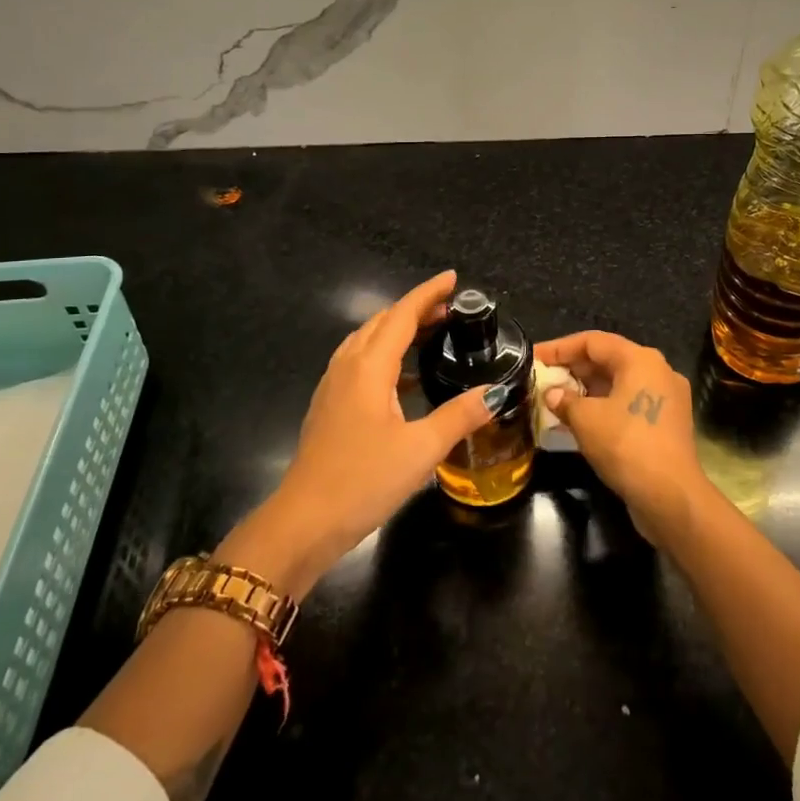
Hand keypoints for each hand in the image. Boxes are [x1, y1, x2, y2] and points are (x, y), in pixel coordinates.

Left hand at [222, 271, 494, 595]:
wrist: (303, 523)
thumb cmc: (363, 480)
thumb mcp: (421, 450)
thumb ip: (459, 416)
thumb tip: (496, 392)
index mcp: (369, 368)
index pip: (401, 316)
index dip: (427, 294)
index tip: (452, 278)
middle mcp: (347, 367)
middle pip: (381, 322)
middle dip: (414, 309)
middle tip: (449, 309)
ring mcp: (333, 387)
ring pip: (366, 341)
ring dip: (397, 330)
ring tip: (429, 334)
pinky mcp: (329, 407)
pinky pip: (359, 364)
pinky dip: (384, 355)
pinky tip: (404, 379)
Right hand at [534, 331, 702, 543]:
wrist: (670, 496)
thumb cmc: (626, 445)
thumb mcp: (586, 419)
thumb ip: (564, 400)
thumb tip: (552, 394)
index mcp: (641, 360)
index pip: (593, 341)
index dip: (560, 348)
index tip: (534, 358)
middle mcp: (658, 371)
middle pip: (608, 360)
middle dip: (573, 369)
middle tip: (542, 380)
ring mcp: (666, 398)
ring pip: (618, 384)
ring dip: (586, 391)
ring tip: (554, 401)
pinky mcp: (666, 423)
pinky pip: (628, 404)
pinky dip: (603, 408)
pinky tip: (578, 423)